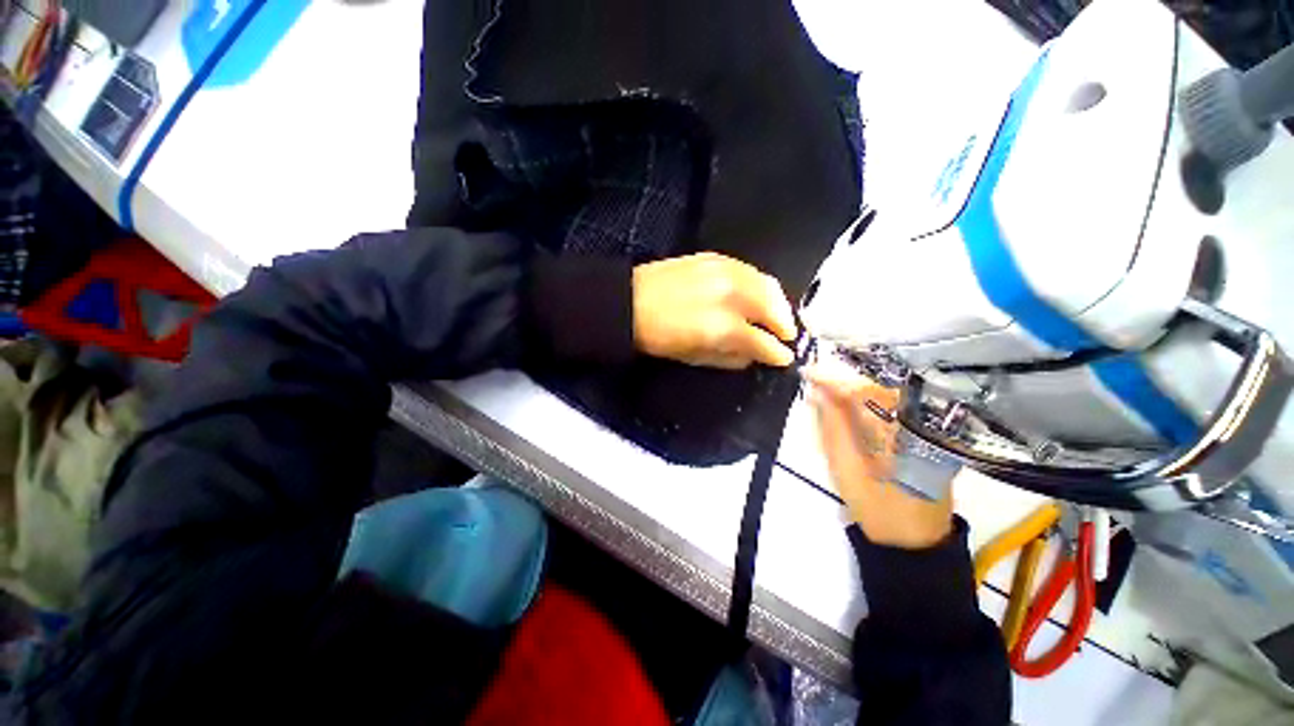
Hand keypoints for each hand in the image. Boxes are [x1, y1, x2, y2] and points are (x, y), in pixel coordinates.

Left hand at [632, 253, 796, 368]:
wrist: (629, 301)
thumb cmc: (658, 338)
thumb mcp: (694, 357)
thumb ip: (730, 357)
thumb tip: (755, 355)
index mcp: (722, 327)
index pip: (762, 340)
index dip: (777, 352)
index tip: (784, 358)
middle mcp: (730, 295)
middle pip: (773, 307)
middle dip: (785, 324)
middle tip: (787, 335)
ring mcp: (724, 271)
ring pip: (767, 284)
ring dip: (778, 302)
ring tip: (778, 315)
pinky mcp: (716, 257)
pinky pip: (750, 270)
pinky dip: (760, 284)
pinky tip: (759, 294)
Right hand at [806, 365, 953, 549]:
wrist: (913, 540)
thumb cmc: (876, 506)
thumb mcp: (845, 467)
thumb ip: (831, 426)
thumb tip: (817, 392)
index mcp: (900, 431)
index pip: (863, 390)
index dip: (832, 378)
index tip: (806, 371)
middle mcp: (918, 422)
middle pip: (877, 385)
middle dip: (842, 378)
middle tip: (813, 377)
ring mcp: (926, 427)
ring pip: (884, 393)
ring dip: (853, 387)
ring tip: (825, 387)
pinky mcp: (925, 433)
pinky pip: (891, 406)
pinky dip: (867, 401)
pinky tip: (848, 404)